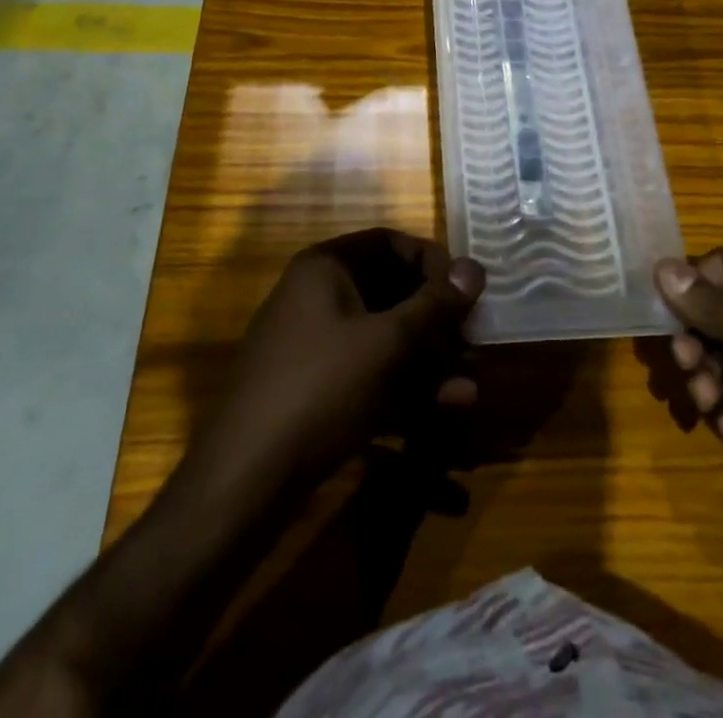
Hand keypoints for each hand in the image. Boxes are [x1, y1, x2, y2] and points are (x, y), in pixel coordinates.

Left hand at [184, 230, 484, 504]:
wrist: (245, 479)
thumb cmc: (321, 387)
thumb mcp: (386, 342)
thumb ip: (434, 304)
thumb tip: (476, 267)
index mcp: (325, 268)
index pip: (389, 242)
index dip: (431, 261)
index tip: (466, 289)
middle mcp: (317, 296)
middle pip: (389, 291)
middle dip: (435, 318)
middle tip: (472, 338)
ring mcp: (315, 345)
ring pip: (383, 337)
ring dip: (428, 358)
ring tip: (469, 383)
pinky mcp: (317, 389)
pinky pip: (370, 373)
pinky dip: (405, 385)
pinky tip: (446, 405)